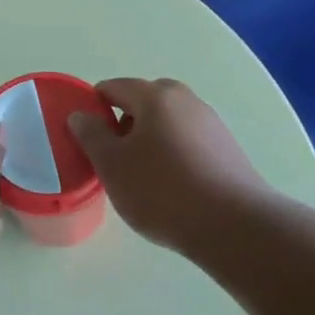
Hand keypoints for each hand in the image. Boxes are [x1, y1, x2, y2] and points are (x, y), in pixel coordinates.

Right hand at [68, 78, 266, 249]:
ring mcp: (210, 123)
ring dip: (150, 141)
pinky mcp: (227, 149)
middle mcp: (185, 100)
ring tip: (143, 179)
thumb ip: (91, 135)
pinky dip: (174, 155)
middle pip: (144, 102)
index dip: (94, 109)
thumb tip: (81, 115)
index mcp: (155, 96)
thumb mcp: (113, 165)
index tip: (87, 139)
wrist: (234, 226)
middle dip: (124, 124)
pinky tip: (173, 188)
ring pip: (168, 123)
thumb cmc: (162, 191)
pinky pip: (188, 142)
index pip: (113, 88)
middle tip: (114, 159)